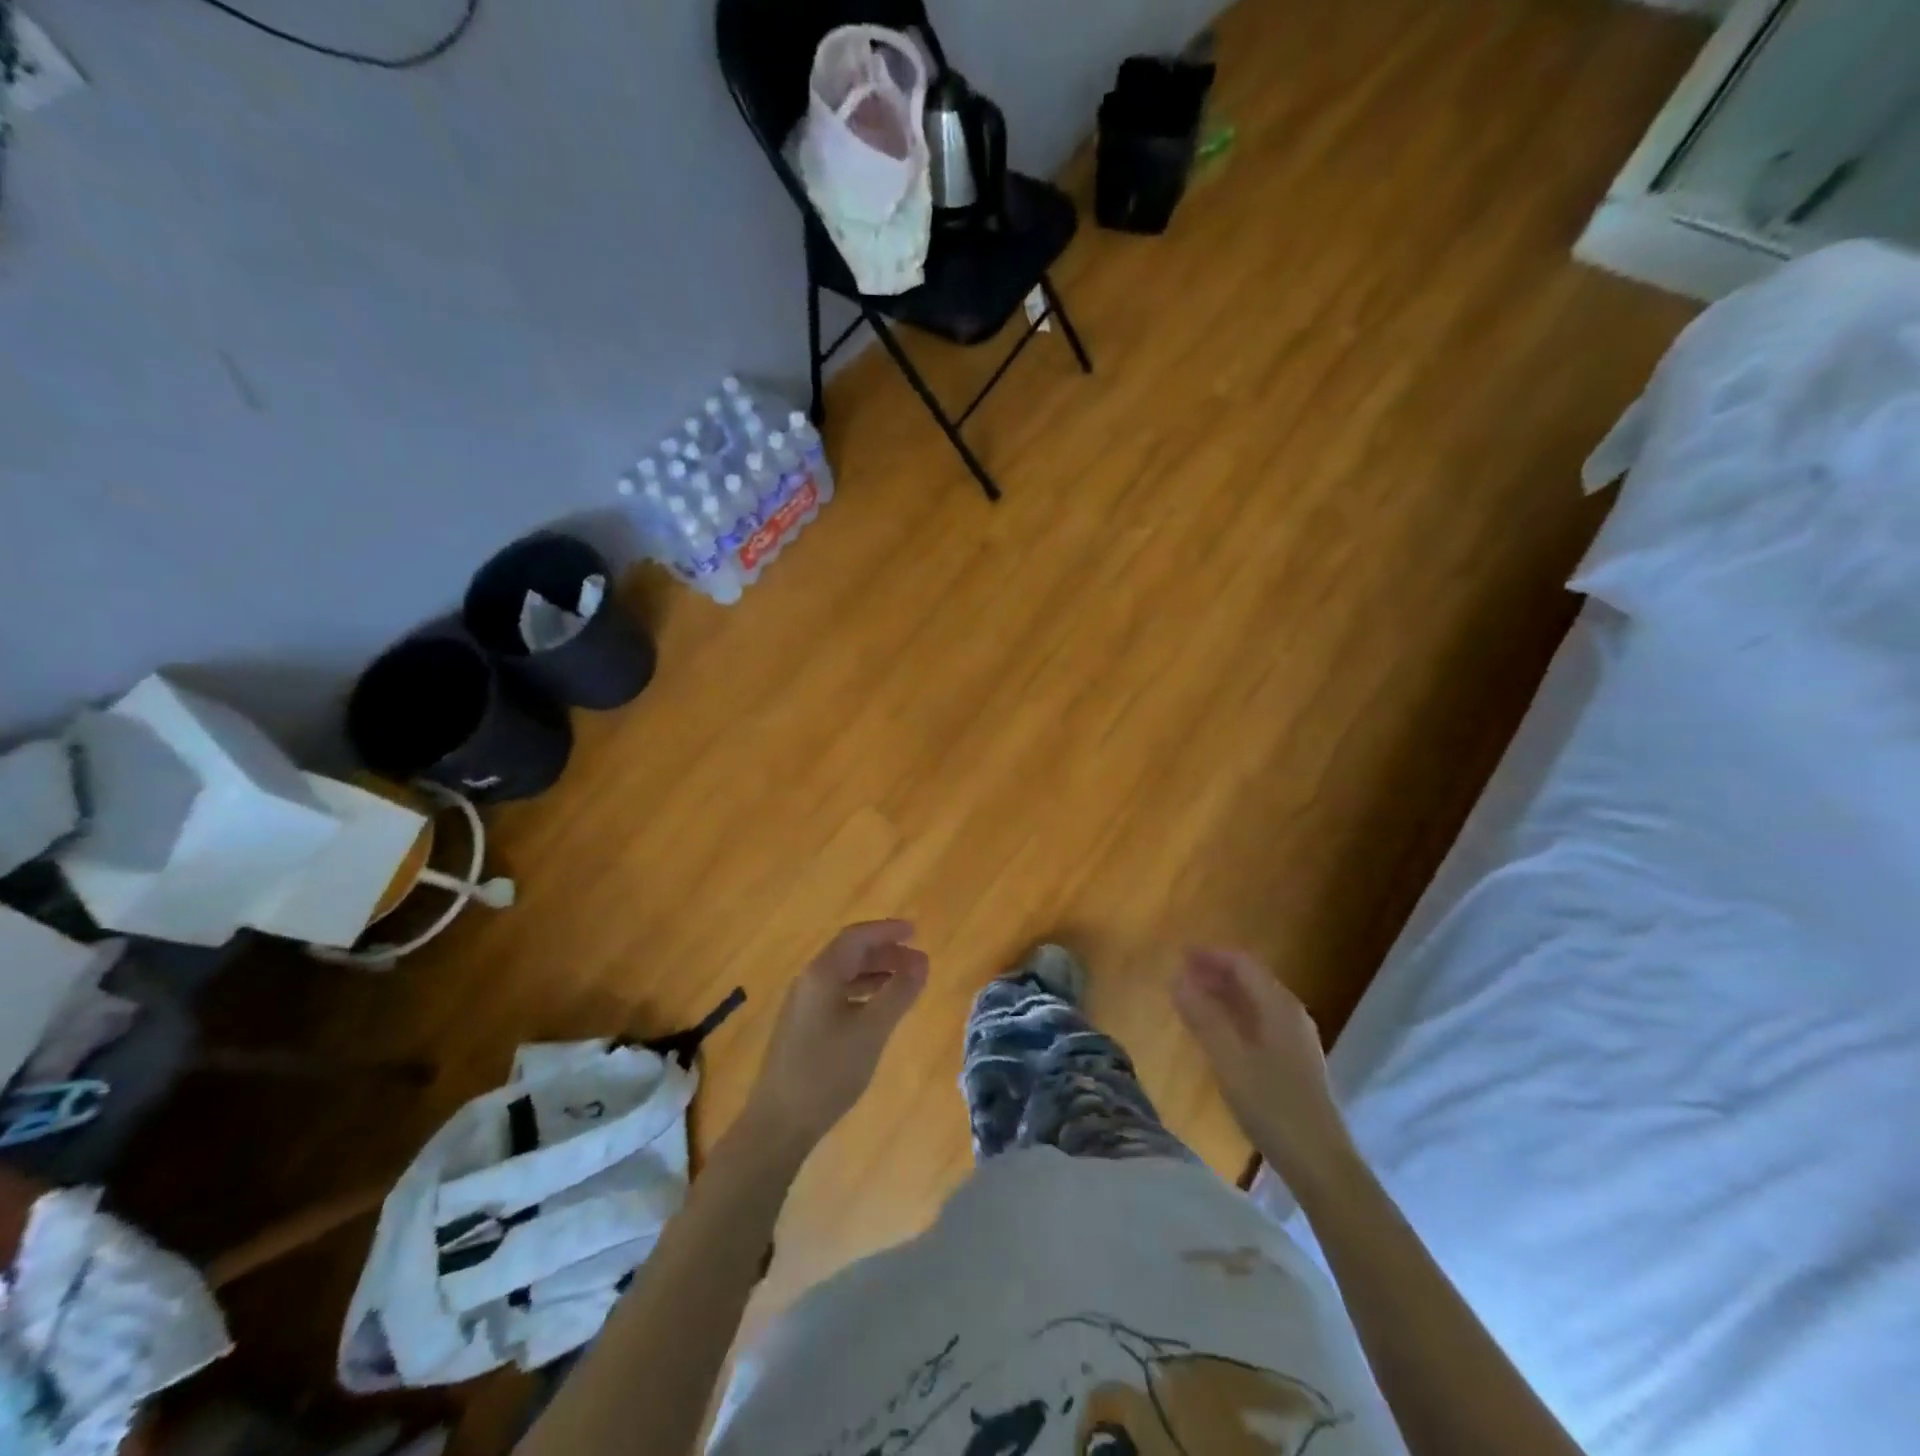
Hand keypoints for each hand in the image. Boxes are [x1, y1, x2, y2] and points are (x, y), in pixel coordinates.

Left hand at [742, 920, 929, 1152]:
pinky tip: (878, 1010)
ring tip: (905, 983)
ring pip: (844, 975)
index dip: (887, 930)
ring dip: (875, 973)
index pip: (857, 937)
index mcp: (822, 974)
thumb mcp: (872, 1031)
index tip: (916, 932)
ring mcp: (802, 1005)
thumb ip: (899, 992)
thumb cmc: (827, 1071)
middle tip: (918, 962)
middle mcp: (809, 981)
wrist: (779, 1123)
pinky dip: (862, 993)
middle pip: (850, 953)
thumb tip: (921, 961)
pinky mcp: (802, 1027)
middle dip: (885, 953)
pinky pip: (837, 994)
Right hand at [1172, 947, 1354, 1181]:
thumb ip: (1203, 1017)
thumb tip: (1177, 979)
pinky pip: (1261, 1021)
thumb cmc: (1272, 1106)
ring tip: (1193, 1000)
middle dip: (1216, 972)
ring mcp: (1296, 1039)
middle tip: (1180, 975)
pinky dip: (1235, 1014)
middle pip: (1251, 979)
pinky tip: (1219, 1032)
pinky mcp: (1296, 1061)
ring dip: (1224, 994)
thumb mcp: (1229, 1060)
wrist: (1321, 1163)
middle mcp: (1291, 1014)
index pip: (1242, 964)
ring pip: (1256, 1001)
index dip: (1210, 955)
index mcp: (1278, 1006)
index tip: (1179, 955)